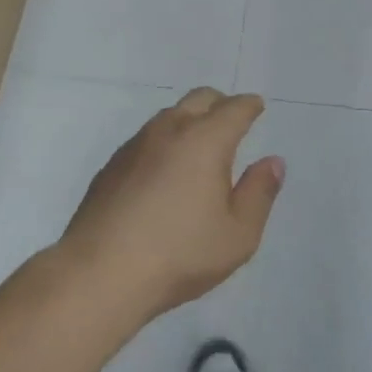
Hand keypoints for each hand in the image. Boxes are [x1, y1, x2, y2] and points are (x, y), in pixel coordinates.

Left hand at [56, 88, 285, 324]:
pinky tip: (164, 172)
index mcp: (205, 140)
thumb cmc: (179, 254)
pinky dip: (164, 142)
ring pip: (169, 115)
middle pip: (199, 98)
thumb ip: (259, 193)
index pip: (234, 109)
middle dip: (220, 103)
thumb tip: (272, 162)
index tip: (257, 107)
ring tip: (199, 148)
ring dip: (189, 120)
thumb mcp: (237, 235)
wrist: (99, 273)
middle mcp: (169, 131)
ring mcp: (135, 145)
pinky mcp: (111, 166)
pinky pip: (146, 139)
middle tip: (232, 121)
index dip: (249, 106)